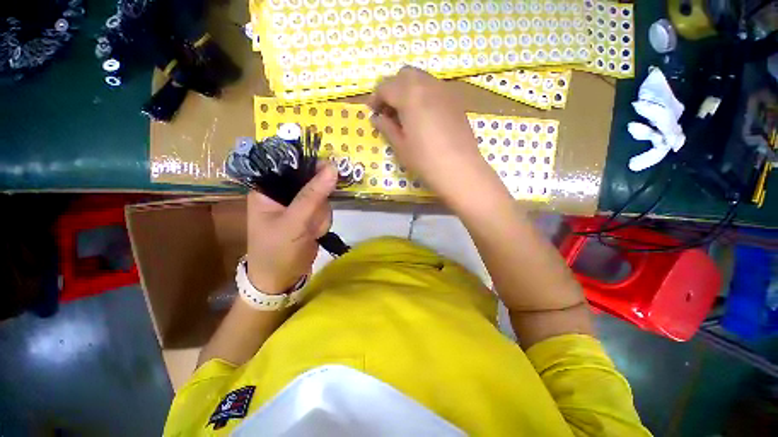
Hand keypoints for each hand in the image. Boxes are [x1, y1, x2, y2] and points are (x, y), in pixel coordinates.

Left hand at [246, 164, 336, 293]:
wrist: (281, 281)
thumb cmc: (277, 251)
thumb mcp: (294, 222)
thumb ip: (313, 195)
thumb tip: (333, 168)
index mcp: (267, 189)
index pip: (289, 165)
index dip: (310, 165)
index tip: (329, 170)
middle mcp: (282, 194)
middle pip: (311, 181)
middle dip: (318, 202)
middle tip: (313, 218)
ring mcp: (297, 206)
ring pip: (321, 197)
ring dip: (320, 215)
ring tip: (311, 231)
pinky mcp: (308, 217)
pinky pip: (324, 210)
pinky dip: (323, 222)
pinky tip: (315, 234)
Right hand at [367, 67, 505, 210]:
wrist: (460, 169)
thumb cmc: (425, 160)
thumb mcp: (400, 146)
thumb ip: (386, 127)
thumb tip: (376, 118)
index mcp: (410, 95)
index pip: (385, 86)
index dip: (375, 98)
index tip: (373, 113)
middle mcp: (428, 85)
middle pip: (404, 75)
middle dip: (392, 89)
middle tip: (389, 111)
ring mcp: (445, 91)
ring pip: (421, 79)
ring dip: (408, 90)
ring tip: (406, 115)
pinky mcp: (456, 101)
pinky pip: (435, 89)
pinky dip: (423, 96)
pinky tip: (423, 117)